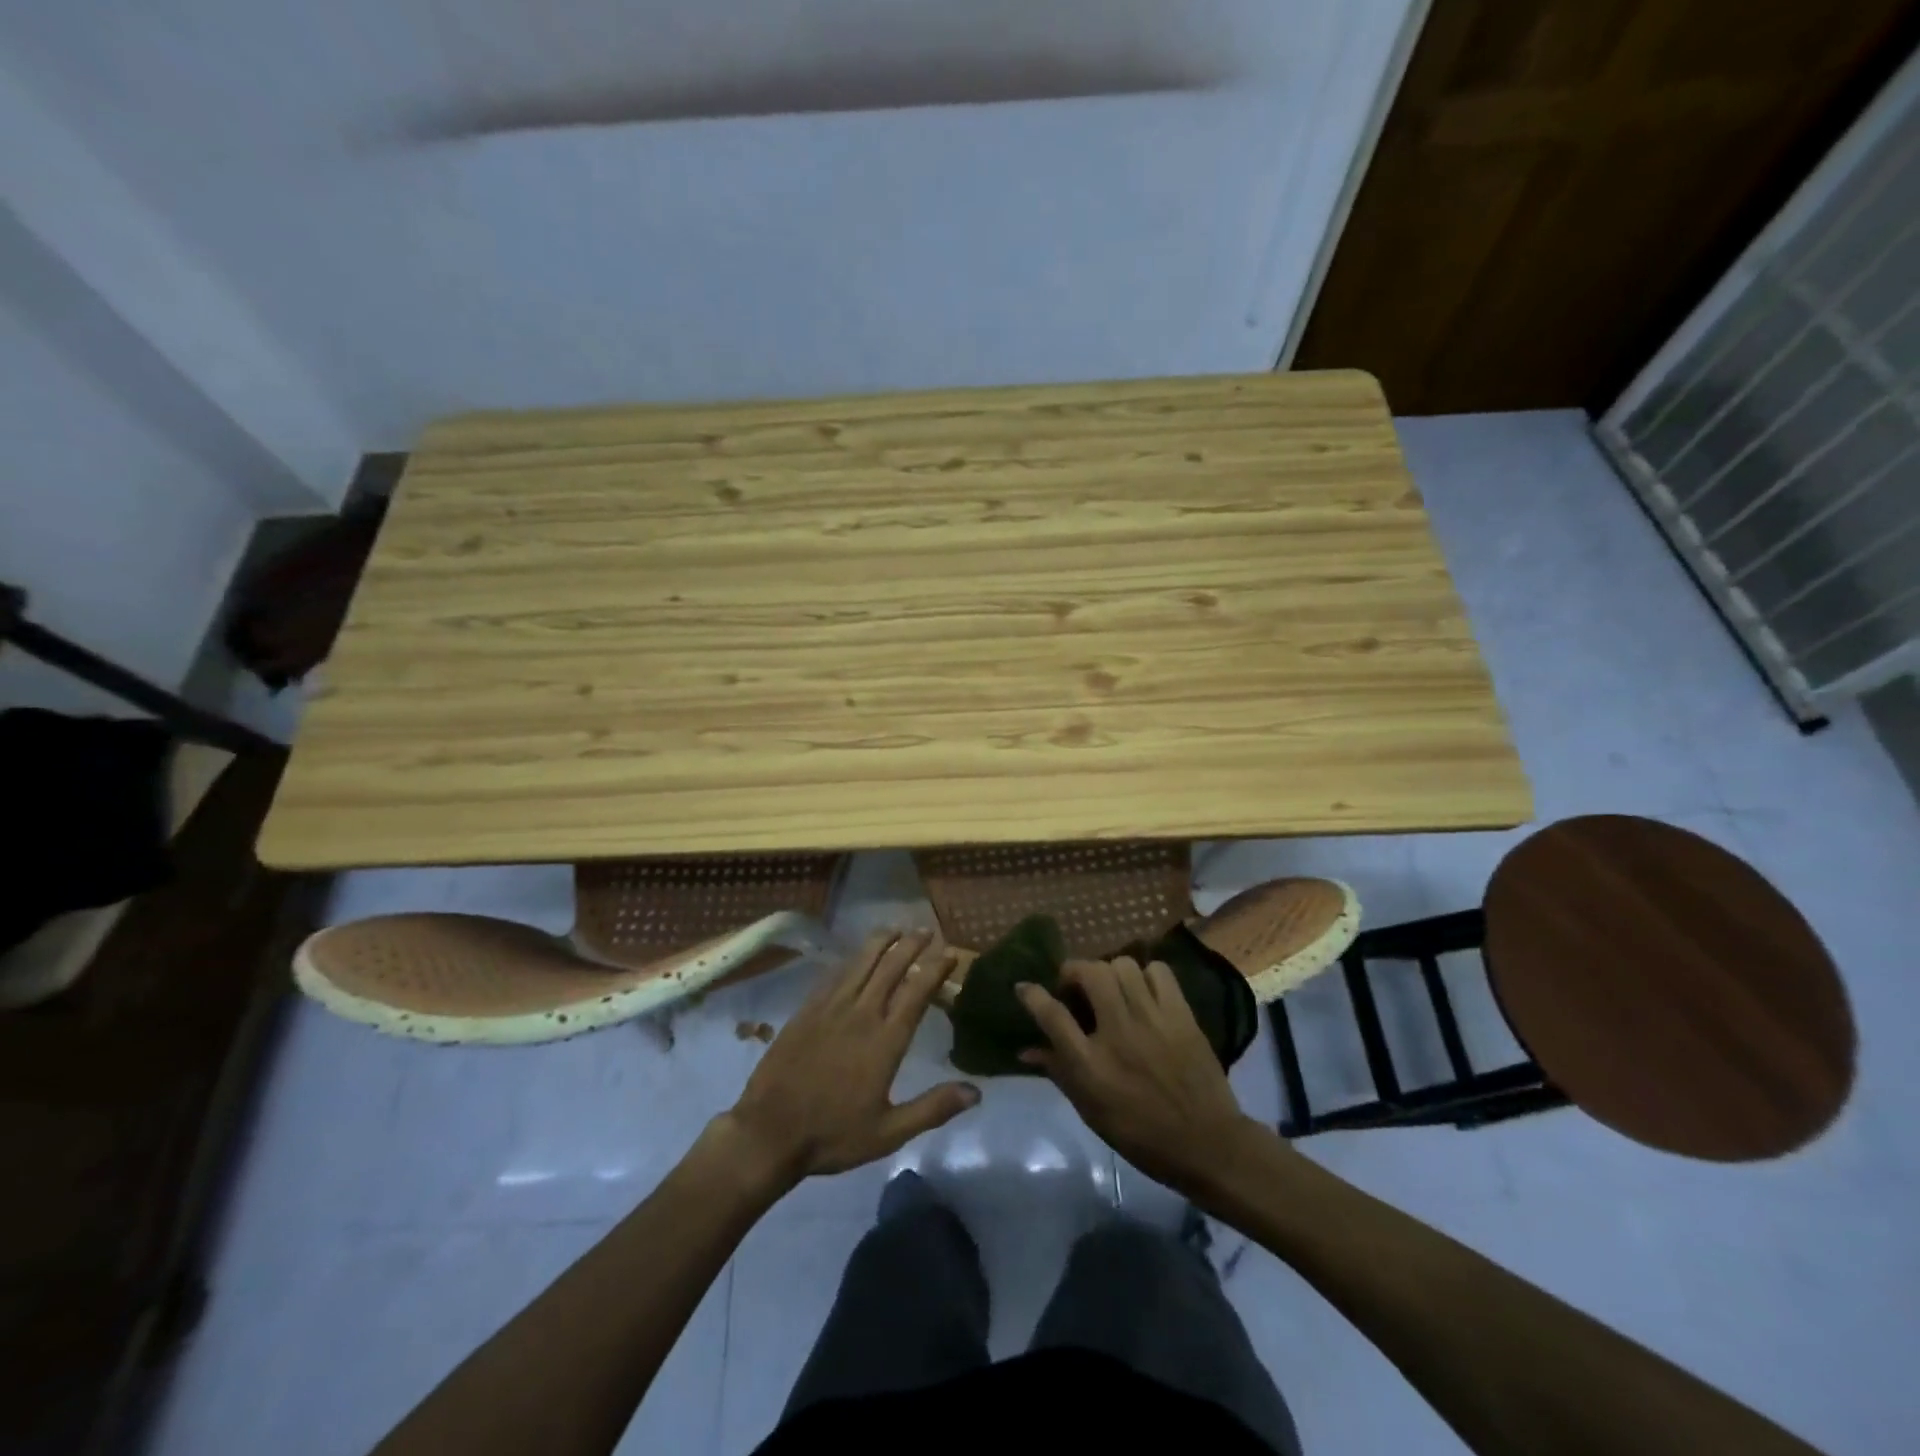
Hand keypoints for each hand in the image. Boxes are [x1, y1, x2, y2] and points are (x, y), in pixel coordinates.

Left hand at [718, 929, 979, 1186]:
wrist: (769, 1132)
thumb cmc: (833, 1135)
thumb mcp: (889, 1133)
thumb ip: (932, 1108)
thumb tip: (976, 1092)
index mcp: (885, 1040)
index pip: (917, 992)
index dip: (935, 969)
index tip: (950, 954)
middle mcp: (861, 1014)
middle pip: (891, 967)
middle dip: (911, 945)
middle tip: (926, 930)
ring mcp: (831, 1008)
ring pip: (861, 963)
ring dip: (881, 942)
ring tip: (895, 929)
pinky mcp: (807, 1010)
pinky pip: (834, 974)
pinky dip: (851, 959)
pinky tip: (856, 955)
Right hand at [1017, 957, 1261, 1197]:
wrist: (1207, 1144)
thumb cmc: (1141, 1134)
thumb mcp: (1091, 1111)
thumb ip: (1058, 1072)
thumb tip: (1027, 1049)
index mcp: (1091, 1065)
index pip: (1052, 1015)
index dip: (1032, 994)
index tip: (1025, 987)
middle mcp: (1118, 1034)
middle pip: (1089, 973)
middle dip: (1074, 971)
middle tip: (1076, 986)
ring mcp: (1152, 1020)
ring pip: (1123, 965)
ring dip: (1110, 971)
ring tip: (1112, 988)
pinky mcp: (1181, 1015)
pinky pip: (1159, 972)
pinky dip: (1147, 975)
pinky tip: (1144, 992)